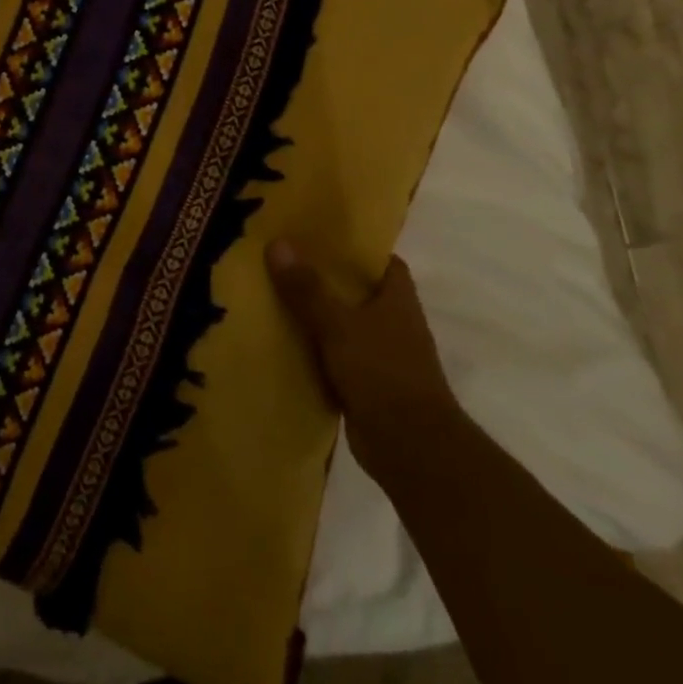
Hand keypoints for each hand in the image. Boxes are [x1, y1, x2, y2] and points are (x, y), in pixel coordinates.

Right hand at [267, 241, 462, 468]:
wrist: (410, 448)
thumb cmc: (383, 372)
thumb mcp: (339, 324)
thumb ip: (307, 288)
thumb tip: (276, 243)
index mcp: (397, 300)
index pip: (382, 261)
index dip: (354, 248)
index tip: (318, 236)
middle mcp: (393, 323)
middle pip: (357, 291)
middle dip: (324, 278)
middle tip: (282, 260)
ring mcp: (381, 356)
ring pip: (342, 324)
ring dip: (315, 315)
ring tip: (272, 295)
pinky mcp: (365, 384)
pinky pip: (333, 356)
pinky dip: (312, 349)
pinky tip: (280, 341)